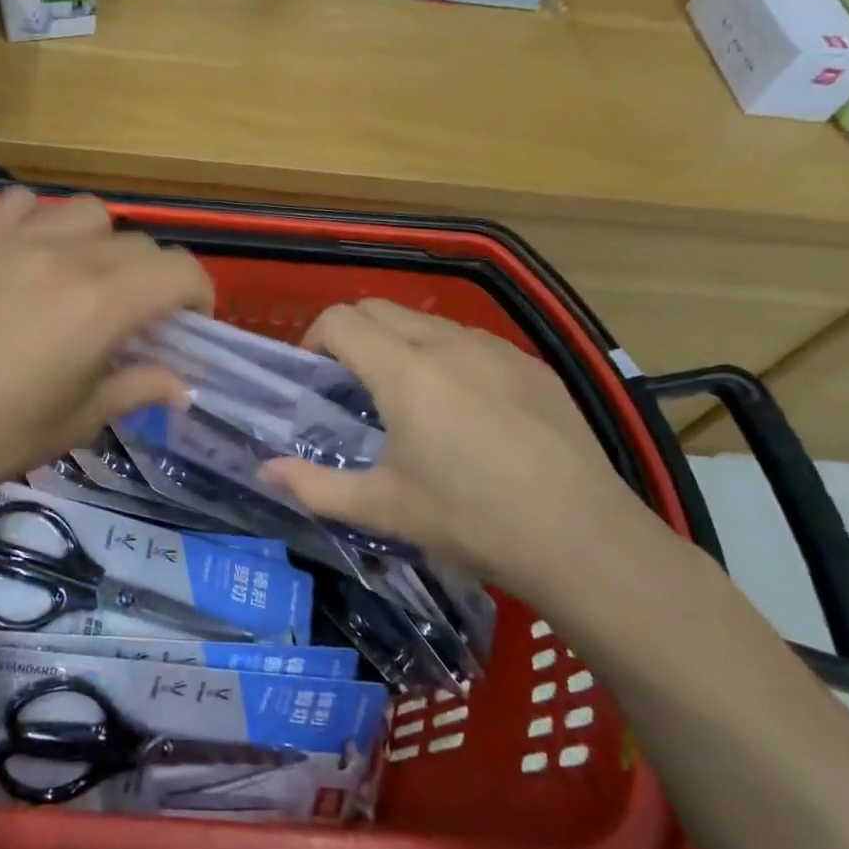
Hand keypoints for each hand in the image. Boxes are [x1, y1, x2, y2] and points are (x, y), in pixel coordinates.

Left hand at [0, 188, 212, 518]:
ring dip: (100, 241)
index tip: (189, 322)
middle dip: (152, 277)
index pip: (179, 271)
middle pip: (137, 243)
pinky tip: (25, 255)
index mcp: (101, 305)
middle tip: (133, 316)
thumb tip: (180, 382)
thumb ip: (136, 388)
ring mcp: (12, 239)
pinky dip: (38, 220)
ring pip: (85, 211)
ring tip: (81, 277)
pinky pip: (19, 203)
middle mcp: (65, 257)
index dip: (198, 293)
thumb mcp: (78, 420)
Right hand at [262, 299, 662, 602]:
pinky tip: (464, 407)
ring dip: (399, 341)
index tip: (313, 376)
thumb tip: (264, 471)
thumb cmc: (470, 519)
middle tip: (349, 383)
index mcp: (404, 371)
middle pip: (379, 309)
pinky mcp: (533, 366)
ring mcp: (496, 349)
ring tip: (405, 394)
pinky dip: (446, 355)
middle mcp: (447, 344)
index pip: (341, 321)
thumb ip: (314, 486)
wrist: (584, 539)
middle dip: (352, 334)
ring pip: (427, 321)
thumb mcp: (383, 508)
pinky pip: (472, 341)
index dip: (314, 339)